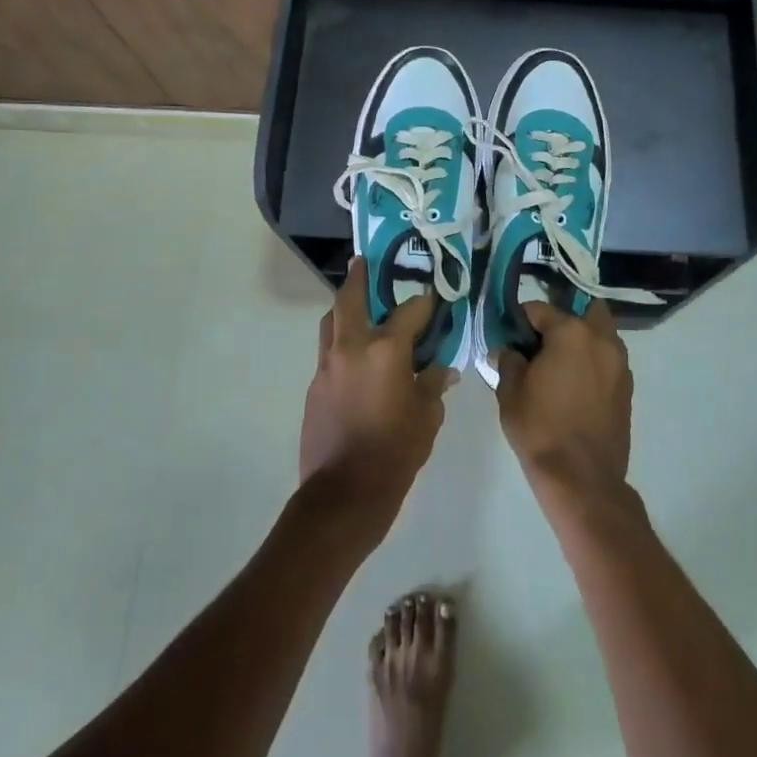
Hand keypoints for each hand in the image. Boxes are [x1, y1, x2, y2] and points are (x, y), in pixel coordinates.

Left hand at [299, 258, 452, 532]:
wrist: (343, 494)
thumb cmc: (395, 453)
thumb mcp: (427, 418)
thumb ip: (433, 385)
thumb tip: (441, 369)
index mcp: (386, 351)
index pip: (410, 311)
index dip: (425, 302)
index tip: (434, 297)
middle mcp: (352, 348)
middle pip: (350, 299)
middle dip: (358, 277)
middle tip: (364, 262)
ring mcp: (327, 366)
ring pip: (331, 323)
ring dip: (343, 308)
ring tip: (357, 305)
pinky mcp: (314, 386)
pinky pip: (328, 352)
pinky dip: (341, 343)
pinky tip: (356, 358)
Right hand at [493, 301, 632, 499]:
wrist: (582, 478)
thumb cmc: (540, 428)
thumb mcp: (510, 392)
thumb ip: (508, 361)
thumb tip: (508, 350)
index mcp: (571, 333)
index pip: (540, 309)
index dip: (520, 319)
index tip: (509, 334)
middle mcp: (601, 339)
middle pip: (583, 311)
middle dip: (563, 319)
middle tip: (542, 342)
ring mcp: (619, 363)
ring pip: (601, 334)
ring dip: (582, 339)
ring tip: (559, 364)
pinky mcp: (627, 387)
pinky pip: (608, 360)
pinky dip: (593, 362)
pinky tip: (575, 384)